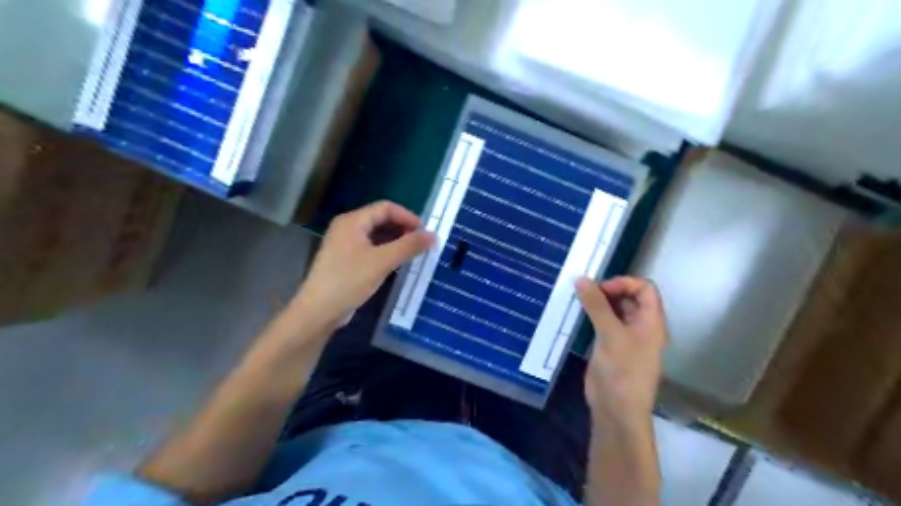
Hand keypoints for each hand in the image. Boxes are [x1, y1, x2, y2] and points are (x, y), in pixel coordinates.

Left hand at [290, 199, 434, 334]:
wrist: (319, 311)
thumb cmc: (350, 280)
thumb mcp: (383, 261)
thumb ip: (409, 246)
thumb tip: (433, 235)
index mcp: (353, 221)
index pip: (386, 207)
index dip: (408, 217)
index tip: (425, 232)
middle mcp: (347, 227)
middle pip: (380, 219)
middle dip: (403, 228)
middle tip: (421, 243)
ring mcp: (344, 244)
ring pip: (376, 235)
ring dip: (395, 240)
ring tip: (413, 253)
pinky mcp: (345, 260)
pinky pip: (370, 248)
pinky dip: (385, 251)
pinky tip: (396, 263)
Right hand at [577, 277, 667, 426]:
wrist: (616, 410)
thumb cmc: (622, 370)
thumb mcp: (610, 334)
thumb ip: (596, 305)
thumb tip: (581, 278)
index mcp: (651, 321)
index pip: (645, 289)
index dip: (625, 283)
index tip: (601, 289)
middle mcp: (640, 326)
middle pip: (629, 297)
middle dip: (609, 291)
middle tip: (585, 292)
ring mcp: (624, 337)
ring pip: (614, 310)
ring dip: (598, 303)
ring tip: (578, 299)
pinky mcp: (609, 346)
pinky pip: (603, 323)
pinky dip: (592, 315)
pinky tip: (578, 315)